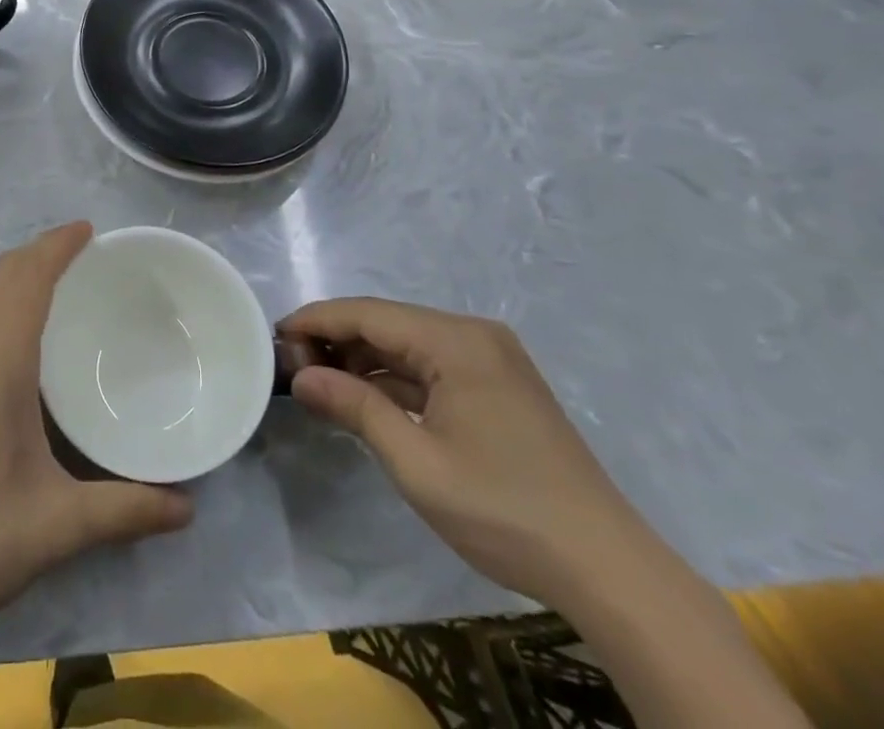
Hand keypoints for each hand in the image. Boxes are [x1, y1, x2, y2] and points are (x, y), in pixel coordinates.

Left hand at [0, 222, 192, 634]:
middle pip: (1, 276)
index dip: (56, 246)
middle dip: (39, 251)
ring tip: (56, 280)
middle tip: (83, 251)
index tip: (89, 230)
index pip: (27, 279)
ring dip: (16, 274)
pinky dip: (0, 301)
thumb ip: (124, 511)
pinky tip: (18, 338)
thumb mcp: (56, 525)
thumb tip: (187, 508)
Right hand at [279, 297, 656, 608]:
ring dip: (364, 360)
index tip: (274, 337)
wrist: (608, 570)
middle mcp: (474, 335)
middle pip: (387, 322)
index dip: (316, 321)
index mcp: (456, 341)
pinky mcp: (498, 386)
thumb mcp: (417, 463)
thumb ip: (354, 408)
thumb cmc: (504, 511)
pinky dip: (395, 379)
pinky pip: (432, 366)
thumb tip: (300, 376)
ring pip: (408, 343)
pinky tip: (366, 398)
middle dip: (337, 340)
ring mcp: (490, 360)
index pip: (367, 313)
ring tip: (321, 384)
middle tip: (293, 368)